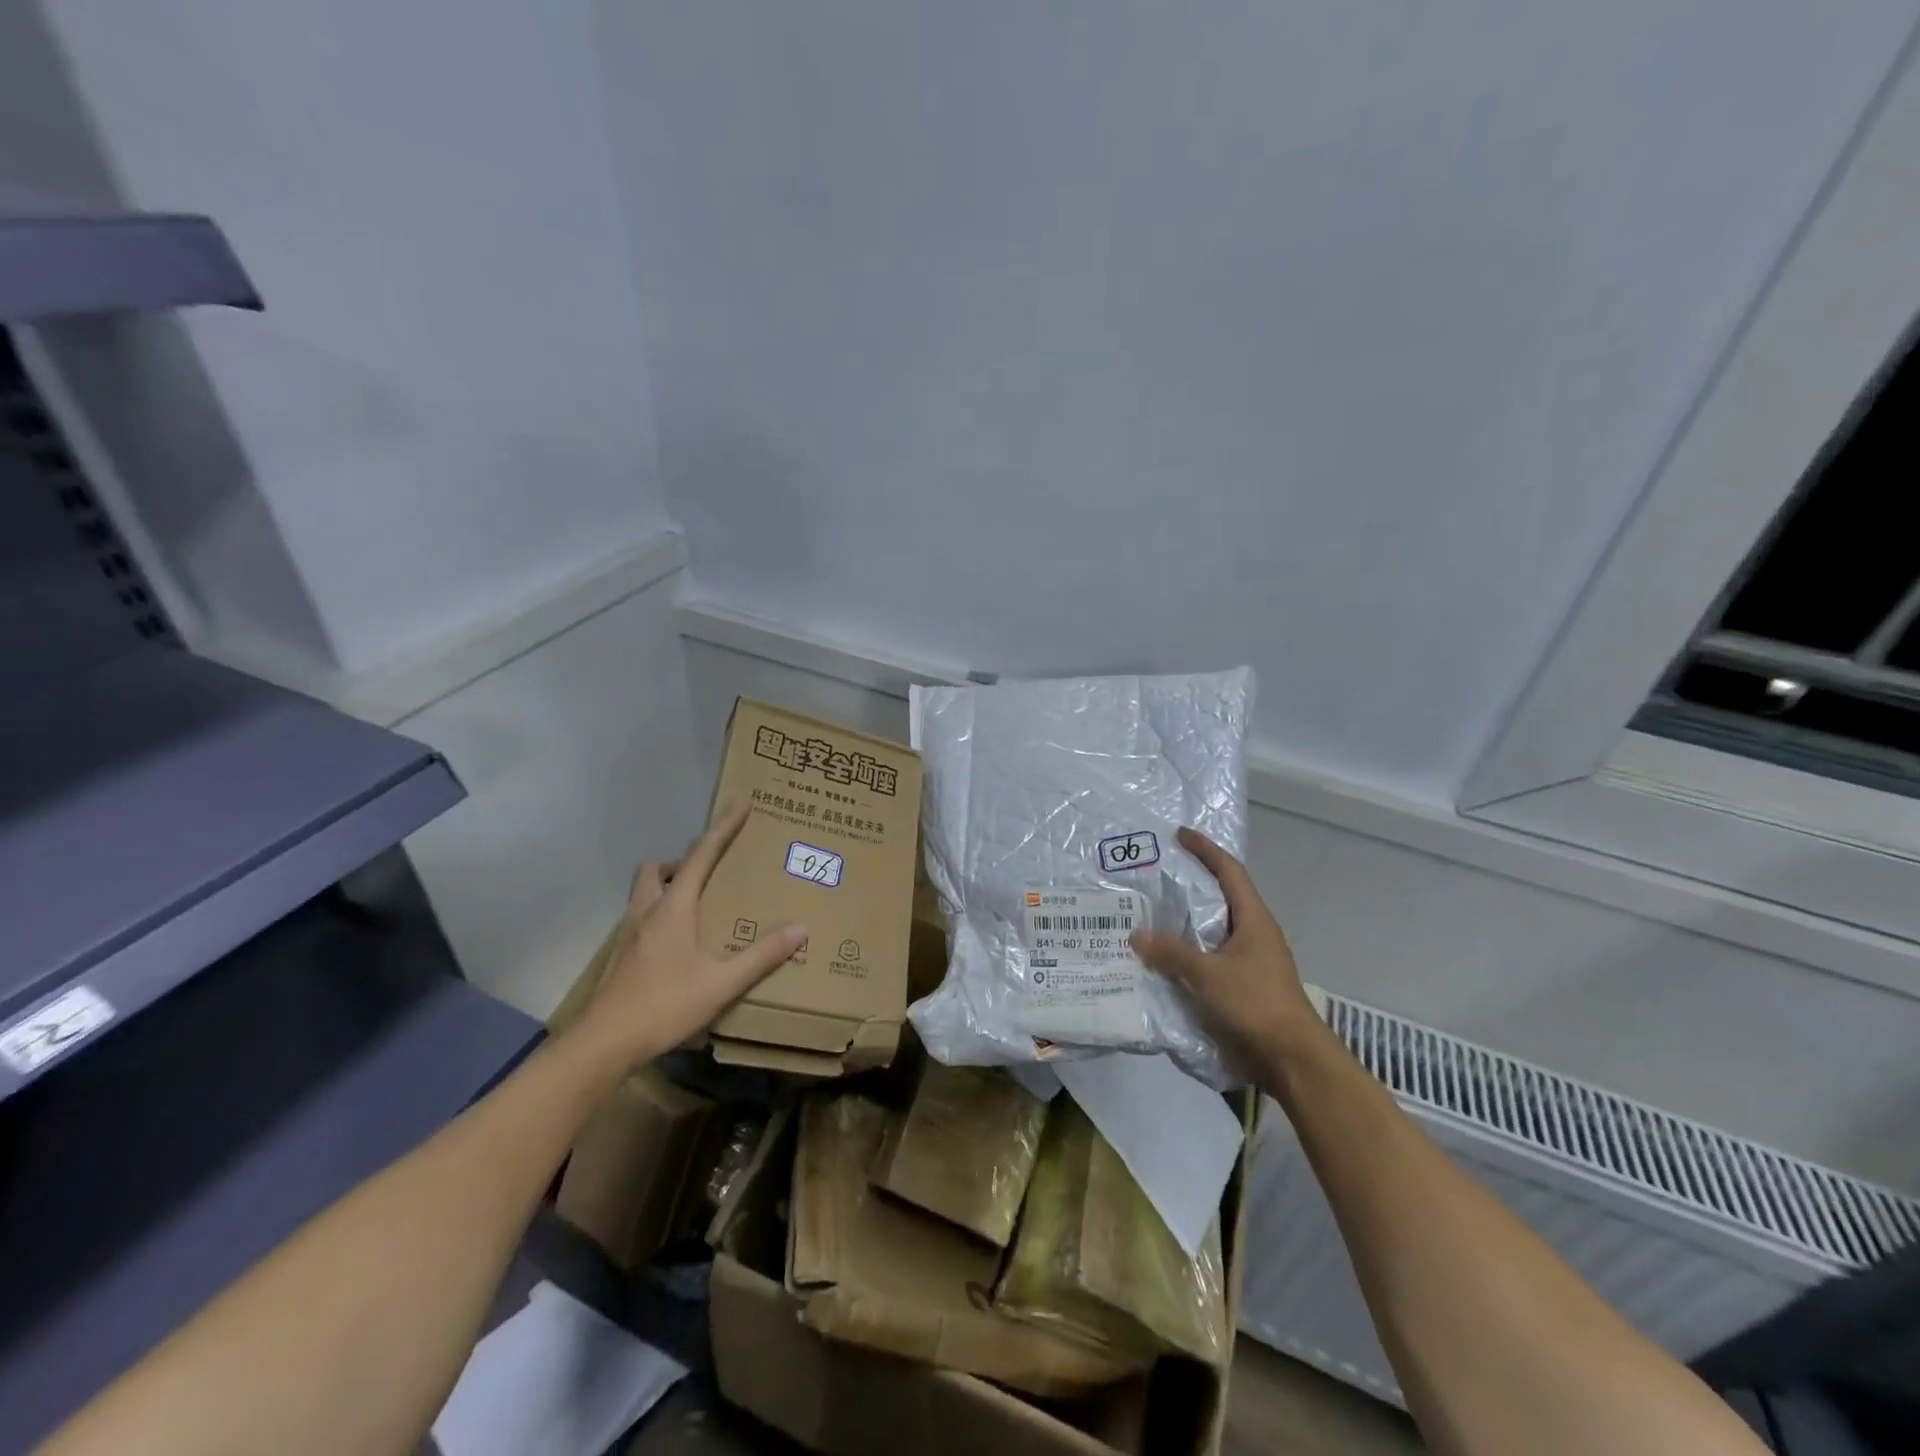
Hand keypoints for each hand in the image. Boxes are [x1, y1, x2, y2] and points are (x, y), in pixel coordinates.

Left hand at [575, 798, 806, 1068]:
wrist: (603, 1044)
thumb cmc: (664, 1006)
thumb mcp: (722, 984)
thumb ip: (761, 956)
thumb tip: (801, 929)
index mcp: (673, 908)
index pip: (701, 855)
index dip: (723, 827)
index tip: (741, 802)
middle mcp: (647, 912)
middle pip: (657, 869)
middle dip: (682, 862)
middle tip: (708, 873)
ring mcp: (628, 934)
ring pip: (643, 892)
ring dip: (666, 886)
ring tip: (694, 907)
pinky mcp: (620, 957)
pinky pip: (640, 918)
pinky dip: (659, 915)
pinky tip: (675, 945)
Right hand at [1129, 827, 1322, 1072]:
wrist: (1293, 1060)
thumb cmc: (1257, 1004)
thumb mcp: (1209, 974)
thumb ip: (1172, 953)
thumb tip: (1136, 934)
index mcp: (1254, 920)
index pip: (1229, 872)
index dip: (1206, 850)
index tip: (1180, 834)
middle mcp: (1254, 934)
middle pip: (1221, 898)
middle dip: (1191, 884)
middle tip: (1156, 875)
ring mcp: (1251, 962)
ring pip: (1213, 931)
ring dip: (1186, 922)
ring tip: (1151, 916)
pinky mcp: (1244, 987)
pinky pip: (1210, 957)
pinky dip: (1188, 952)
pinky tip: (1164, 960)